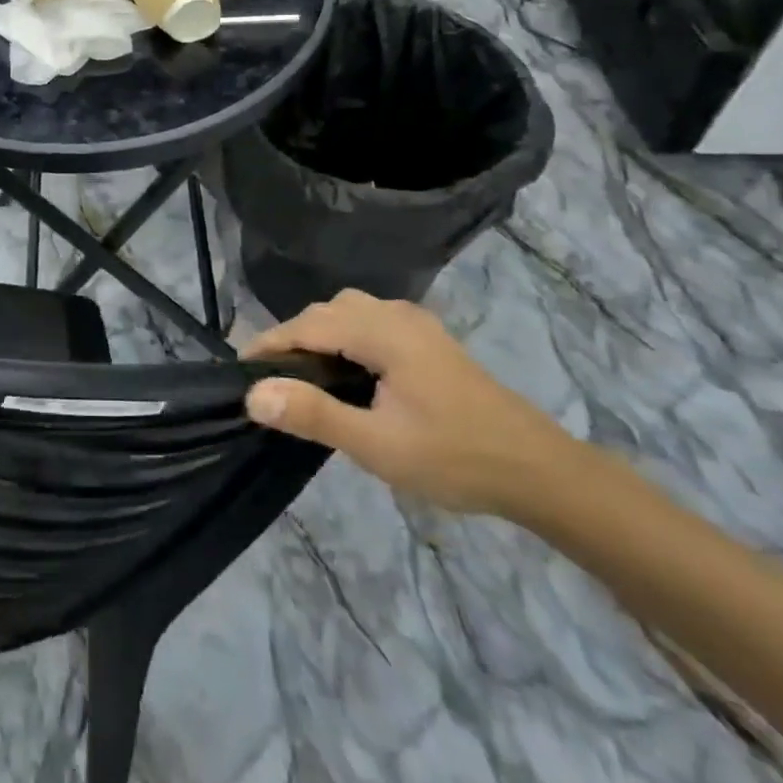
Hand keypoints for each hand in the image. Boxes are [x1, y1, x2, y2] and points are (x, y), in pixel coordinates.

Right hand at [242, 291, 574, 517]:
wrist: (540, 471)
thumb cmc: (455, 458)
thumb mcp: (378, 445)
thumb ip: (314, 415)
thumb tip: (254, 395)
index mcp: (382, 331)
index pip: (308, 323)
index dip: (270, 343)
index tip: (241, 369)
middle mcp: (396, 314)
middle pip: (327, 311)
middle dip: (292, 337)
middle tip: (271, 378)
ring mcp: (416, 324)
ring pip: (349, 311)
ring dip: (319, 333)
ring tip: (304, 373)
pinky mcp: (429, 339)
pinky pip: (371, 320)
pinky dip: (345, 334)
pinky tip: (349, 368)